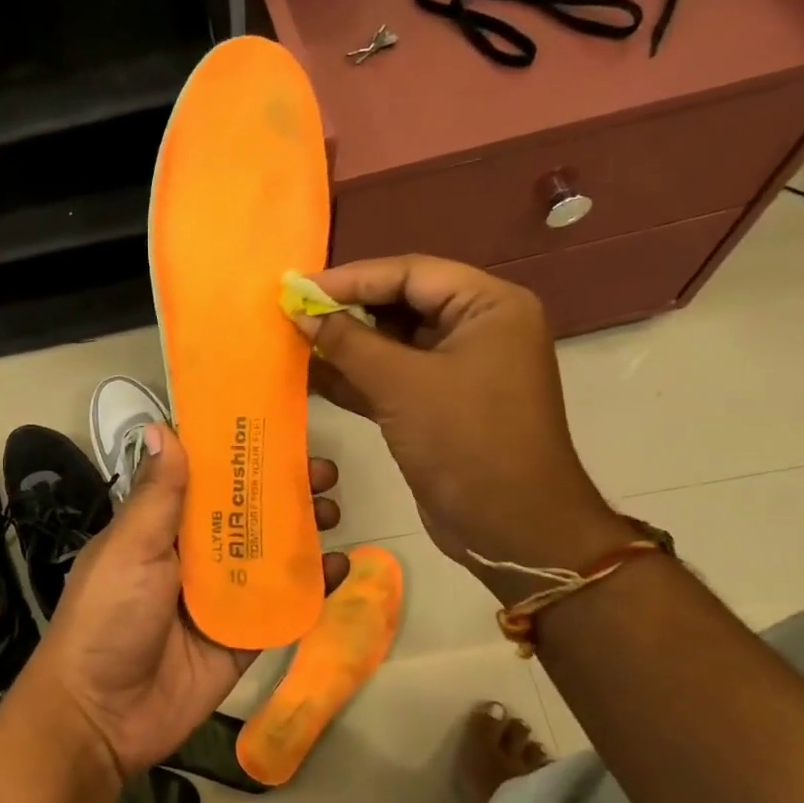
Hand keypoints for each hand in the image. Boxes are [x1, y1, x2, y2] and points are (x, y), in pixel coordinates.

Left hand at [24, 424, 344, 780]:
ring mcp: (220, 597)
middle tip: (323, 471)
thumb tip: (162, 426)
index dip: (240, 454)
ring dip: (302, 531)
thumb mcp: (129, 549)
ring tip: (333, 509)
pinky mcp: (241, 638)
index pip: (205, 479)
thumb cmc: (108, 617)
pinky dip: (312, 587)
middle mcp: (192, 556)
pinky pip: (281, 606)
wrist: (101, 715)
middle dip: (283, 490)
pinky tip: (340, 566)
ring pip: (269, 555)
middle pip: (246, 513)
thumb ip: (156, 495)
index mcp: (161, 528)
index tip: (278, 428)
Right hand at [292, 256, 629, 597]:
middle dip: (346, 310)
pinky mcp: (438, 404)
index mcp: (488, 306)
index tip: (298, 287)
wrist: (511, 529)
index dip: (350, 278)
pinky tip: (310, 375)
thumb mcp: (402, 385)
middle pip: (400, 303)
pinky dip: (355, 377)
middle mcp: (477, 328)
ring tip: (292, 339)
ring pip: (391, 343)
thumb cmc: (466, 442)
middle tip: (291, 312)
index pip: (410, 273)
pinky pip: (391, 377)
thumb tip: (300, 310)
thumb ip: (347, 342)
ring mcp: (458, 368)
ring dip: (345, 344)